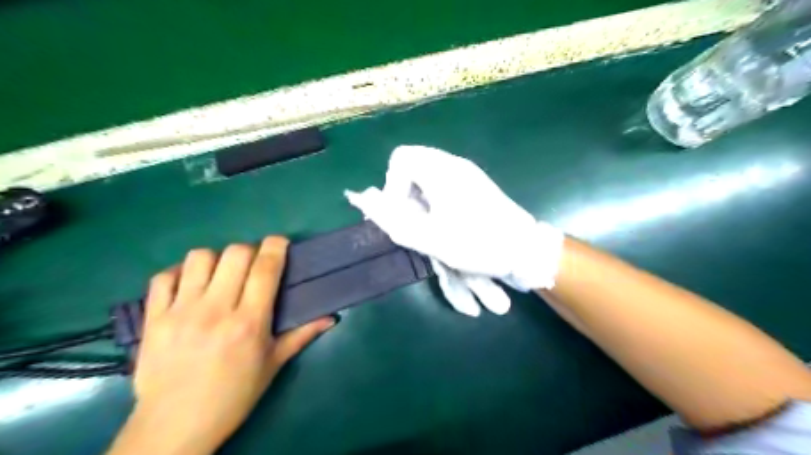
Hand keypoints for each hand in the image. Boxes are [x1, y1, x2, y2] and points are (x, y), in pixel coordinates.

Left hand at [110, 237, 332, 453]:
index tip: (280, 242)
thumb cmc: (234, 395)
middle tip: (252, 265)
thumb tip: (332, 317)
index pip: (265, 268)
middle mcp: (215, 310)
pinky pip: (163, 277)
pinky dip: (179, 273)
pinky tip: (190, 285)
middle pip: (235, 254)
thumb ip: (302, 335)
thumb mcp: (273, 364)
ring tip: (221, 274)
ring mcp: (180, 312)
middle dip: (250, 250)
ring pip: (199, 258)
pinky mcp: (153, 319)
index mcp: (249, 322)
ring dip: (216, 259)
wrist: (175, 426)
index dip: (276, 246)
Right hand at [343, 146, 565, 315]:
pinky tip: (443, 224)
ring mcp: (466, 174)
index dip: (392, 185)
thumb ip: (394, 219)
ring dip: (419, 200)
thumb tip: (366, 199)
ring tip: (428, 227)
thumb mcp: (431, 238)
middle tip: (412, 221)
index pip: (401, 158)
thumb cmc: (478, 243)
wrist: (525, 250)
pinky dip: (433, 201)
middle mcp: (454, 164)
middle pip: (413, 165)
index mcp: (442, 170)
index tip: (402, 212)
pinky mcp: (474, 185)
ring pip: (427, 176)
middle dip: (404, 194)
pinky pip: (442, 184)